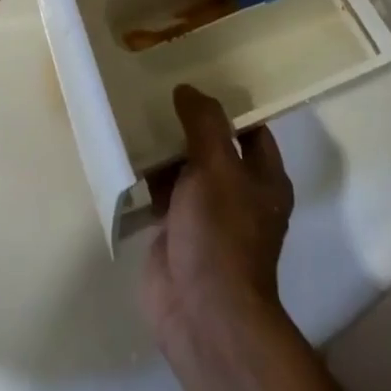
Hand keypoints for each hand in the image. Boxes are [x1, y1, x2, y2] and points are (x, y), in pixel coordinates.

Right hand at [141, 86, 295, 344]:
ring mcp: (206, 214)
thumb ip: (204, 123)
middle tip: (158, 87)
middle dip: (189, 122)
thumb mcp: (216, 167)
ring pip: (185, 167)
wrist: (202, 315)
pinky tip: (126, 151)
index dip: (228, 103)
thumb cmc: (221, 234)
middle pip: (213, 145)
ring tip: (137, 110)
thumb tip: (187, 89)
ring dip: (165, 147)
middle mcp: (239, 193)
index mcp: (264, 177)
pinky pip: (162, 192)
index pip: (250, 128)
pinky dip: (148, 175)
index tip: (198, 75)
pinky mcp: (176, 232)